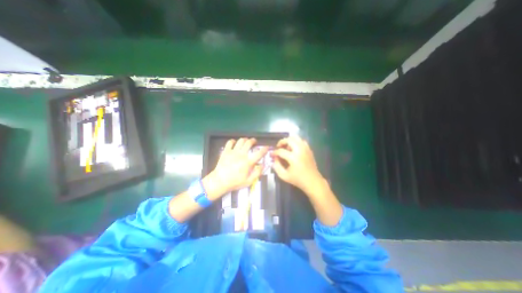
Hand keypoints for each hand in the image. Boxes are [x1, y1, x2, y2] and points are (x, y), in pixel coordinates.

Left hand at [204, 138, 268, 198]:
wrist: (220, 181)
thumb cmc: (235, 182)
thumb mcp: (249, 181)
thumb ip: (257, 173)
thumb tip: (263, 165)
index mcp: (248, 162)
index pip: (259, 153)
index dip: (264, 149)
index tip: (266, 147)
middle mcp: (241, 154)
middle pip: (249, 143)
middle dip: (253, 140)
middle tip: (254, 142)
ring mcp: (233, 152)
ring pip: (240, 141)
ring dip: (245, 139)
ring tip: (246, 141)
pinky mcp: (226, 151)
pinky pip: (230, 142)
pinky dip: (233, 141)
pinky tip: (234, 143)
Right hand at [271, 136, 324, 194]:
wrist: (313, 181)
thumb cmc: (298, 180)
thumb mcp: (284, 176)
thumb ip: (277, 167)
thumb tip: (274, 159)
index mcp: (293, 158)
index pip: (281, 151)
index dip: (274, 152)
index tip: (272, 154)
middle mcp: (300, 150)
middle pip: (289, 140)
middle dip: (281, 142)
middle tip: (278, 147)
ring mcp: (305, 149)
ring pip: (296, 138)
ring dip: (289, 140)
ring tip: (286, 147)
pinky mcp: (309, 149)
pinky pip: (301, 141)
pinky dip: (296, 142)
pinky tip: (293, 148)